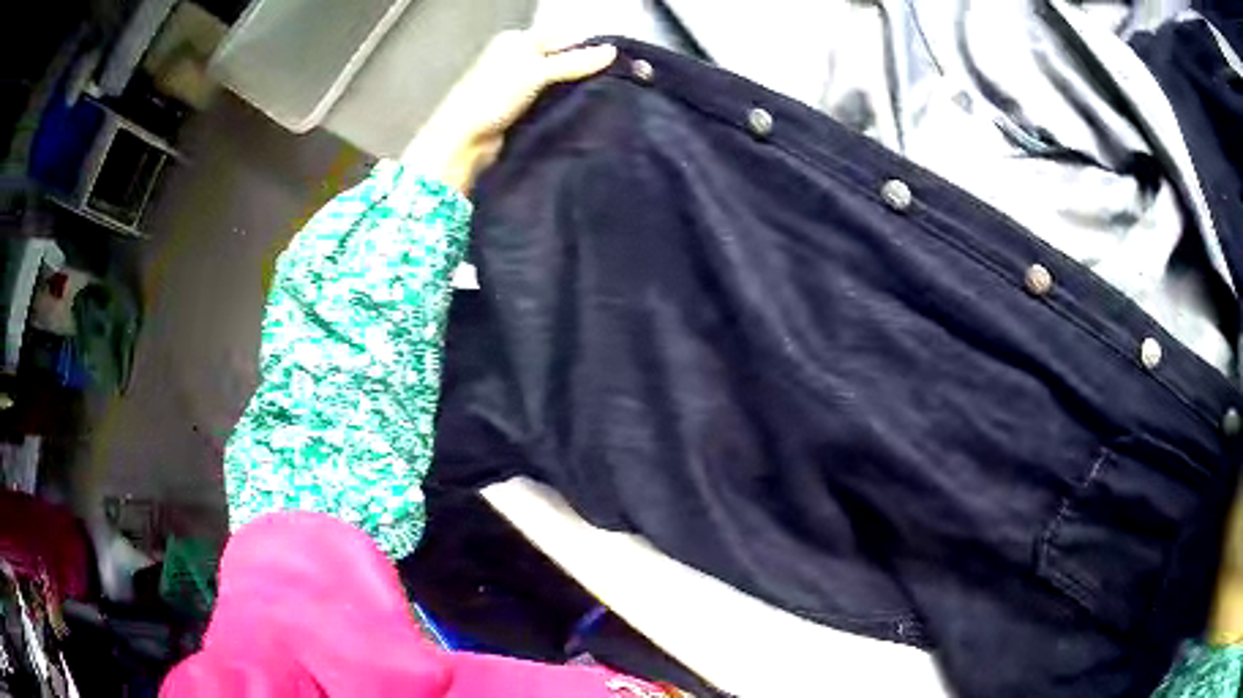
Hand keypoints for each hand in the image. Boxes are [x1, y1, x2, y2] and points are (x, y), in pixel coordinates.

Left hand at [400, 31, 616, 192]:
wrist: (464, 141)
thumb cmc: (492, 96)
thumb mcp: (536, 71)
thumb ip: (574, 61)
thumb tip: (612, 51)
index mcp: (517, 40)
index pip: (562, 37)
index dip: (588, 48)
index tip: (617, 63)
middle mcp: (517, 59)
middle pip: (561, 60)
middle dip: (584, 70)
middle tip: (615, 82)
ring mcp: (517, 85)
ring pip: (557, 82)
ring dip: (575, 90)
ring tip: (605, 97)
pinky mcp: (520, 109)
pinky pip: (550, 101)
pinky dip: (564, 105)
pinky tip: (583, 111)